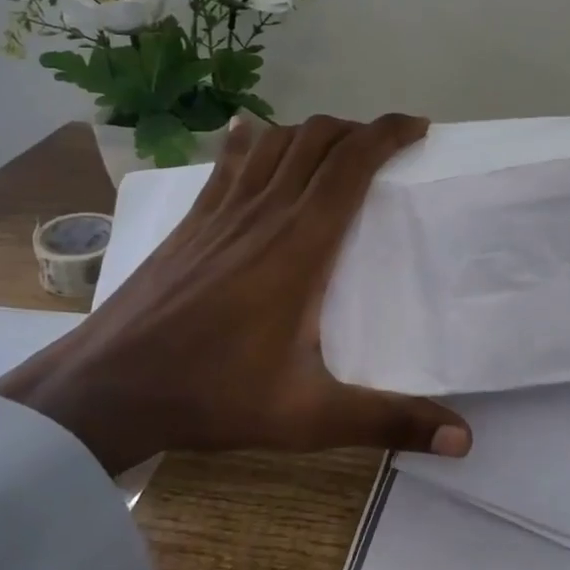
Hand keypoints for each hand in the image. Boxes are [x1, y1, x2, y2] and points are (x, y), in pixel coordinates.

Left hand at [0, 113, 471, 474]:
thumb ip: (389, 421)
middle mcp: (266, 212)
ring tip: (337, 149)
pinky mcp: (193, 220)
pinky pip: (230, 162)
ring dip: (313, 132)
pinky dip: (253, 139)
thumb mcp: (309, 417)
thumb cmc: (213, 394)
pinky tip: (254, 131)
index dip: (388, 133)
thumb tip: (464, 441)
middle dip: (359, 129)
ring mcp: (223, 211)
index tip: (418, 128)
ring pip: (276, 141)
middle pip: (318, 139)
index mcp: (301, 244)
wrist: (105, 389)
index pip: (352, 163)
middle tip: (387, 147)